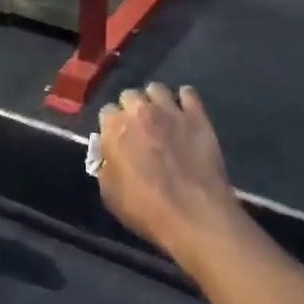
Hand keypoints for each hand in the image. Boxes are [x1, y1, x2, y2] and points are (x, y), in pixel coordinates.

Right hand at [95, 85, 237, 258]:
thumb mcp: (109, 193)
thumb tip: (108, 153)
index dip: (111, 126)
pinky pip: (188, 93)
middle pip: (129, 95)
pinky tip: (184, 114)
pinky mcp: (198, 116)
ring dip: (155, 101)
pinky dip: (184, 100)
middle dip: (131, 109)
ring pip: (157, 89)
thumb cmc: (146, 208)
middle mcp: (140, 110)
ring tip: (161, 118)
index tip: (116, 140)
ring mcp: (170, 110)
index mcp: (114, 127)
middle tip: (139, 130)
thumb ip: (105, 165)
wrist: (195, 215)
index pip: (106, 111)